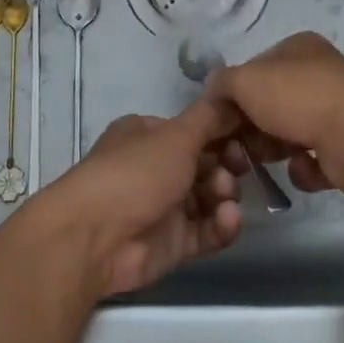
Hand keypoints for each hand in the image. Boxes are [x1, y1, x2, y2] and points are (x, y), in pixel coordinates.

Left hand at [29, 98, 243, 297]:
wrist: (96, 237)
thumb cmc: (135, 172)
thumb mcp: (176, 135)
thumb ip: (210, 118)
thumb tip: (235, 99)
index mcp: (148, 134)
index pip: (194, 129)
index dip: (222, 132)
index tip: (247, 136)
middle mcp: (154, 167)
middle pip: (204, 163)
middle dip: (225, 165)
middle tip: (238, 168)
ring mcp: (163, 206)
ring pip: (208, 197)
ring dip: (224, 195)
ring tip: (224, 197)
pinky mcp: (172, 243)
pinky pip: (206, 230)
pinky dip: (221, 225)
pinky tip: (228, 219)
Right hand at [205, 32, 343, 194]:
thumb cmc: (297, 97)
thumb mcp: (244, 81)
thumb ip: (222, 84)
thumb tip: (214, 93)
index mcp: (299, 48)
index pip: (256, 68)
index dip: (236, 92)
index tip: (223, 118)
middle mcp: (321, 73)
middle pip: (273, 102)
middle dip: (254, 126)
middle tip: (241, 145)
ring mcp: (338, 109)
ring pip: (292, 132)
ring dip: (276, 149)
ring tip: (270, 160)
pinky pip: (315, 160)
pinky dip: (305, 169)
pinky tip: (304, 169)